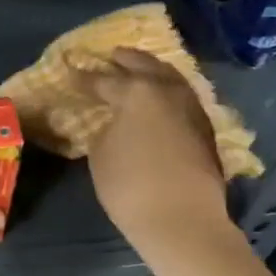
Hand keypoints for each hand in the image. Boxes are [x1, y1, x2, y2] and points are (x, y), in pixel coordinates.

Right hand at [74, 48, 230, 251]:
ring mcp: (191, 106)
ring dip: (151, 70)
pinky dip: (167, 90)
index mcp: (136, 91)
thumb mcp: (101, 154)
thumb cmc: (131, 186)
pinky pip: (181, 95)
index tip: (70, 72)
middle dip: (125, 59)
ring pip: (169, 77)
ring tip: (137, 70)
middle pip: (144, 65)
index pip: (103, 79)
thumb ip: (106, 128)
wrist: (183, 219)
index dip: (84, 78)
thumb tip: (115, 122)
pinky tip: (158, 98)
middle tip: (111, 56)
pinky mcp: (205, 126)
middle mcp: (167, 90)